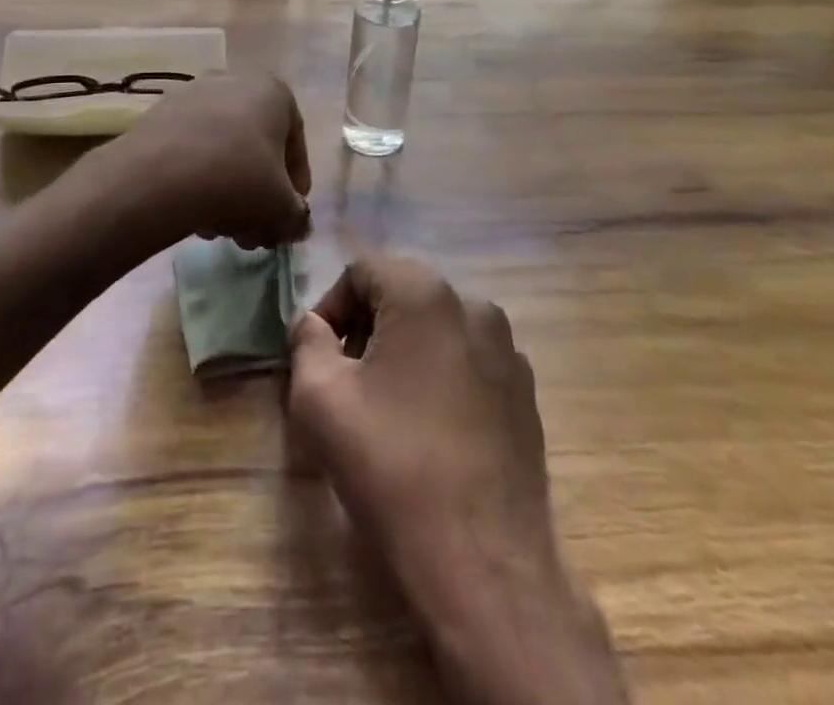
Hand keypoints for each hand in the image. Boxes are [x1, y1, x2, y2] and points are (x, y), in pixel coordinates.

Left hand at [89, 73, 311, 250]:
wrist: (161, 175)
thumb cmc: (238, 180)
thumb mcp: (282, 209)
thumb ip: (297, 217)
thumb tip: (298, 225)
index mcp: (274, 92)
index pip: (296, 143)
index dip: (296, 185)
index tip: (289, 214)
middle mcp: (235, 81)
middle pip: (255, 146)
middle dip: (258, 192)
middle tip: (253, 230)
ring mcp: (193, 94)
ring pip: (223, 148)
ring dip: (228, 188)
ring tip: (221, 229)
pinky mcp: (159, 113)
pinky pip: (191, 148)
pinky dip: (198, 177)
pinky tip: (193, 212)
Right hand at [288, 253, 625, 704]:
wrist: (483, 563)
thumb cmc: (392, 465)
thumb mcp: (319, 397)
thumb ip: (306, 341)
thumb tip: (314, 324)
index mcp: (426, 293)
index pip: (363, 269)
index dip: (332, 306)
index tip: (320, 356)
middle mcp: (475, 305)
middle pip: (402, 294)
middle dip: (367, 327)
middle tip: (346, 381)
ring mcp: (509, 350)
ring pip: (437, 328)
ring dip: (404, 351)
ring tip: (386, 408)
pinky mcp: (527, 394)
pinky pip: (469, 362)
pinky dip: (441, 377)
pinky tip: (429, 430)